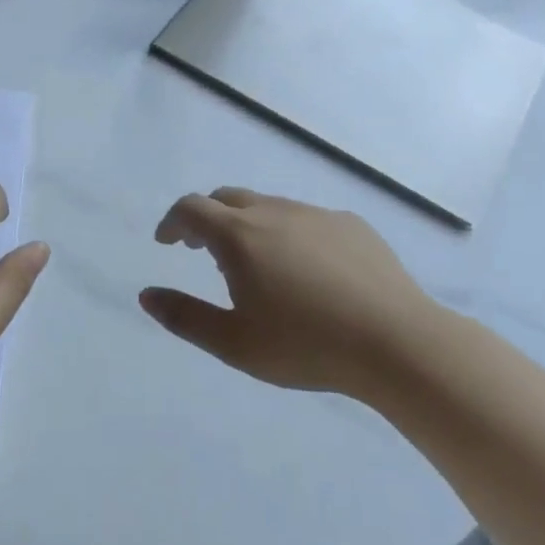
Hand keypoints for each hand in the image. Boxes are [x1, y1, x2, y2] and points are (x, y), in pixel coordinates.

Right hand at [139, 188, 440, 398]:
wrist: (398, 342)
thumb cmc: (306, 346)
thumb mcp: (234, 343)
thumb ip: (184, 317)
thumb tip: (146, 295)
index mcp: (240, 236)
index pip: (191, 209)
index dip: (172, 222)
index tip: (167, 242)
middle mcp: (274, 212)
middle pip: (227, 198)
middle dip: (206, 217)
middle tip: (202, 249)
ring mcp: (316, 214)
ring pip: (268, 205)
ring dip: (247, 224)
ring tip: (254, 262)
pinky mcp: (351, 225)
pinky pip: (306, 218)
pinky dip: (288, 232)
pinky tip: (306, 269)